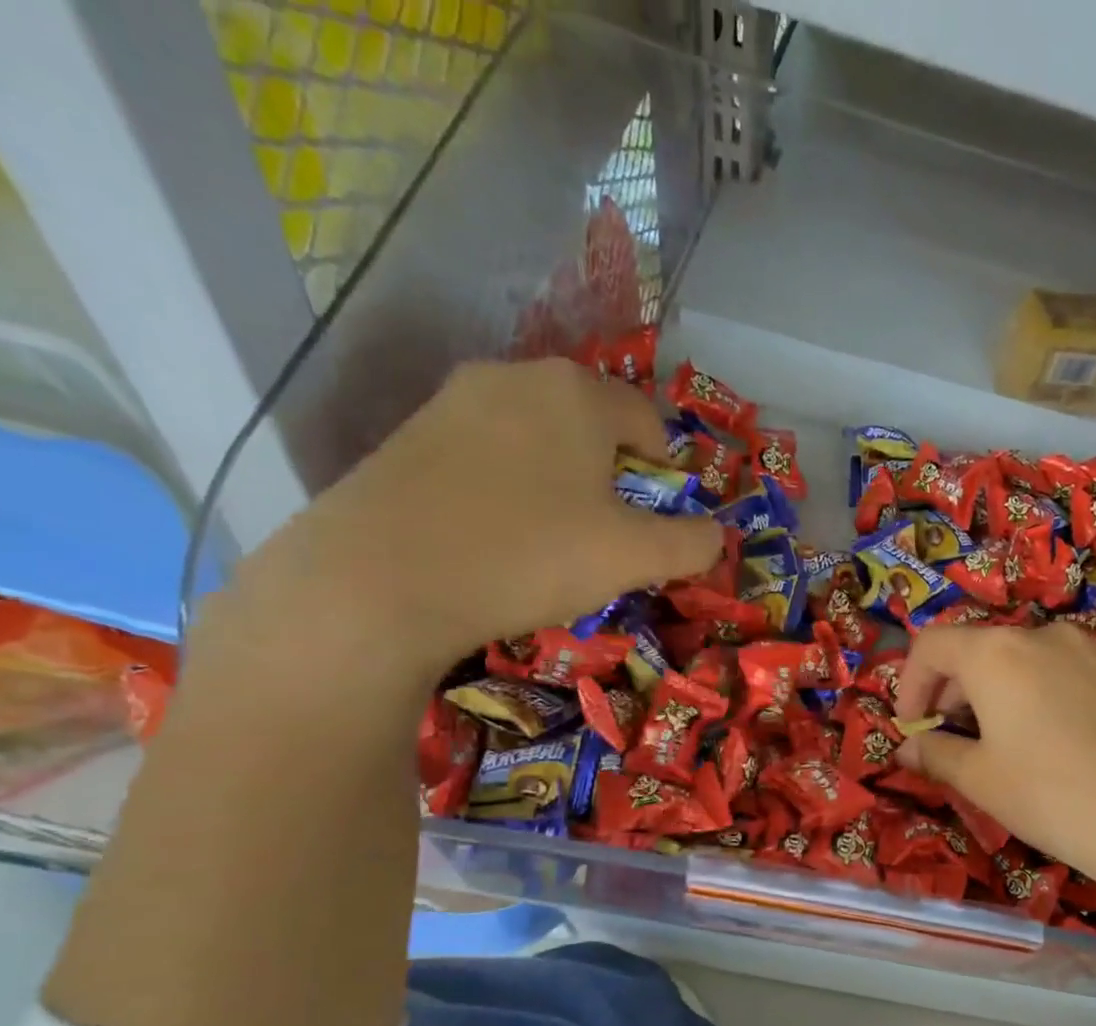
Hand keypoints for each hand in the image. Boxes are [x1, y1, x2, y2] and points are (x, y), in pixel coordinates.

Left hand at [237, 359, 721, 672]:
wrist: (380, 579)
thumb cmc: (530, 554)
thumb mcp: (634, 558)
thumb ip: (691, 544)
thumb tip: (715, 536)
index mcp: (577, 392)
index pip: (648, 421)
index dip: (665, 475)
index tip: (655, 524)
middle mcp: (514, 376)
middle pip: (591, 425)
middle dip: (612, 477)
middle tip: (608, 536)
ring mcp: (453, 400)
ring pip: (537, 440)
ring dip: (562, 484)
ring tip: (552, 542)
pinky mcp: (409, 436)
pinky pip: (487, 456)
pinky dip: (509, 490)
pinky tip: (497, 539)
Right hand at [892, 623, 1095, 916]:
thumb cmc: (1059, 797)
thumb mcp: (983, 782)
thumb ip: (937, 756)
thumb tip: (909, 749)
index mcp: (997, 653)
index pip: (931, 644)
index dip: (909, 684)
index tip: (914, 729)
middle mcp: (1043, 635)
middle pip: (979, 650)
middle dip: (954, 693)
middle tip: (956, 745)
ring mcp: (1094, 649)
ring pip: (1026, 661)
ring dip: (1000, 695)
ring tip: (1010, 747)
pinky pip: (1069, 673)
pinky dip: (1045, 697)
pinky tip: (1065, 745)